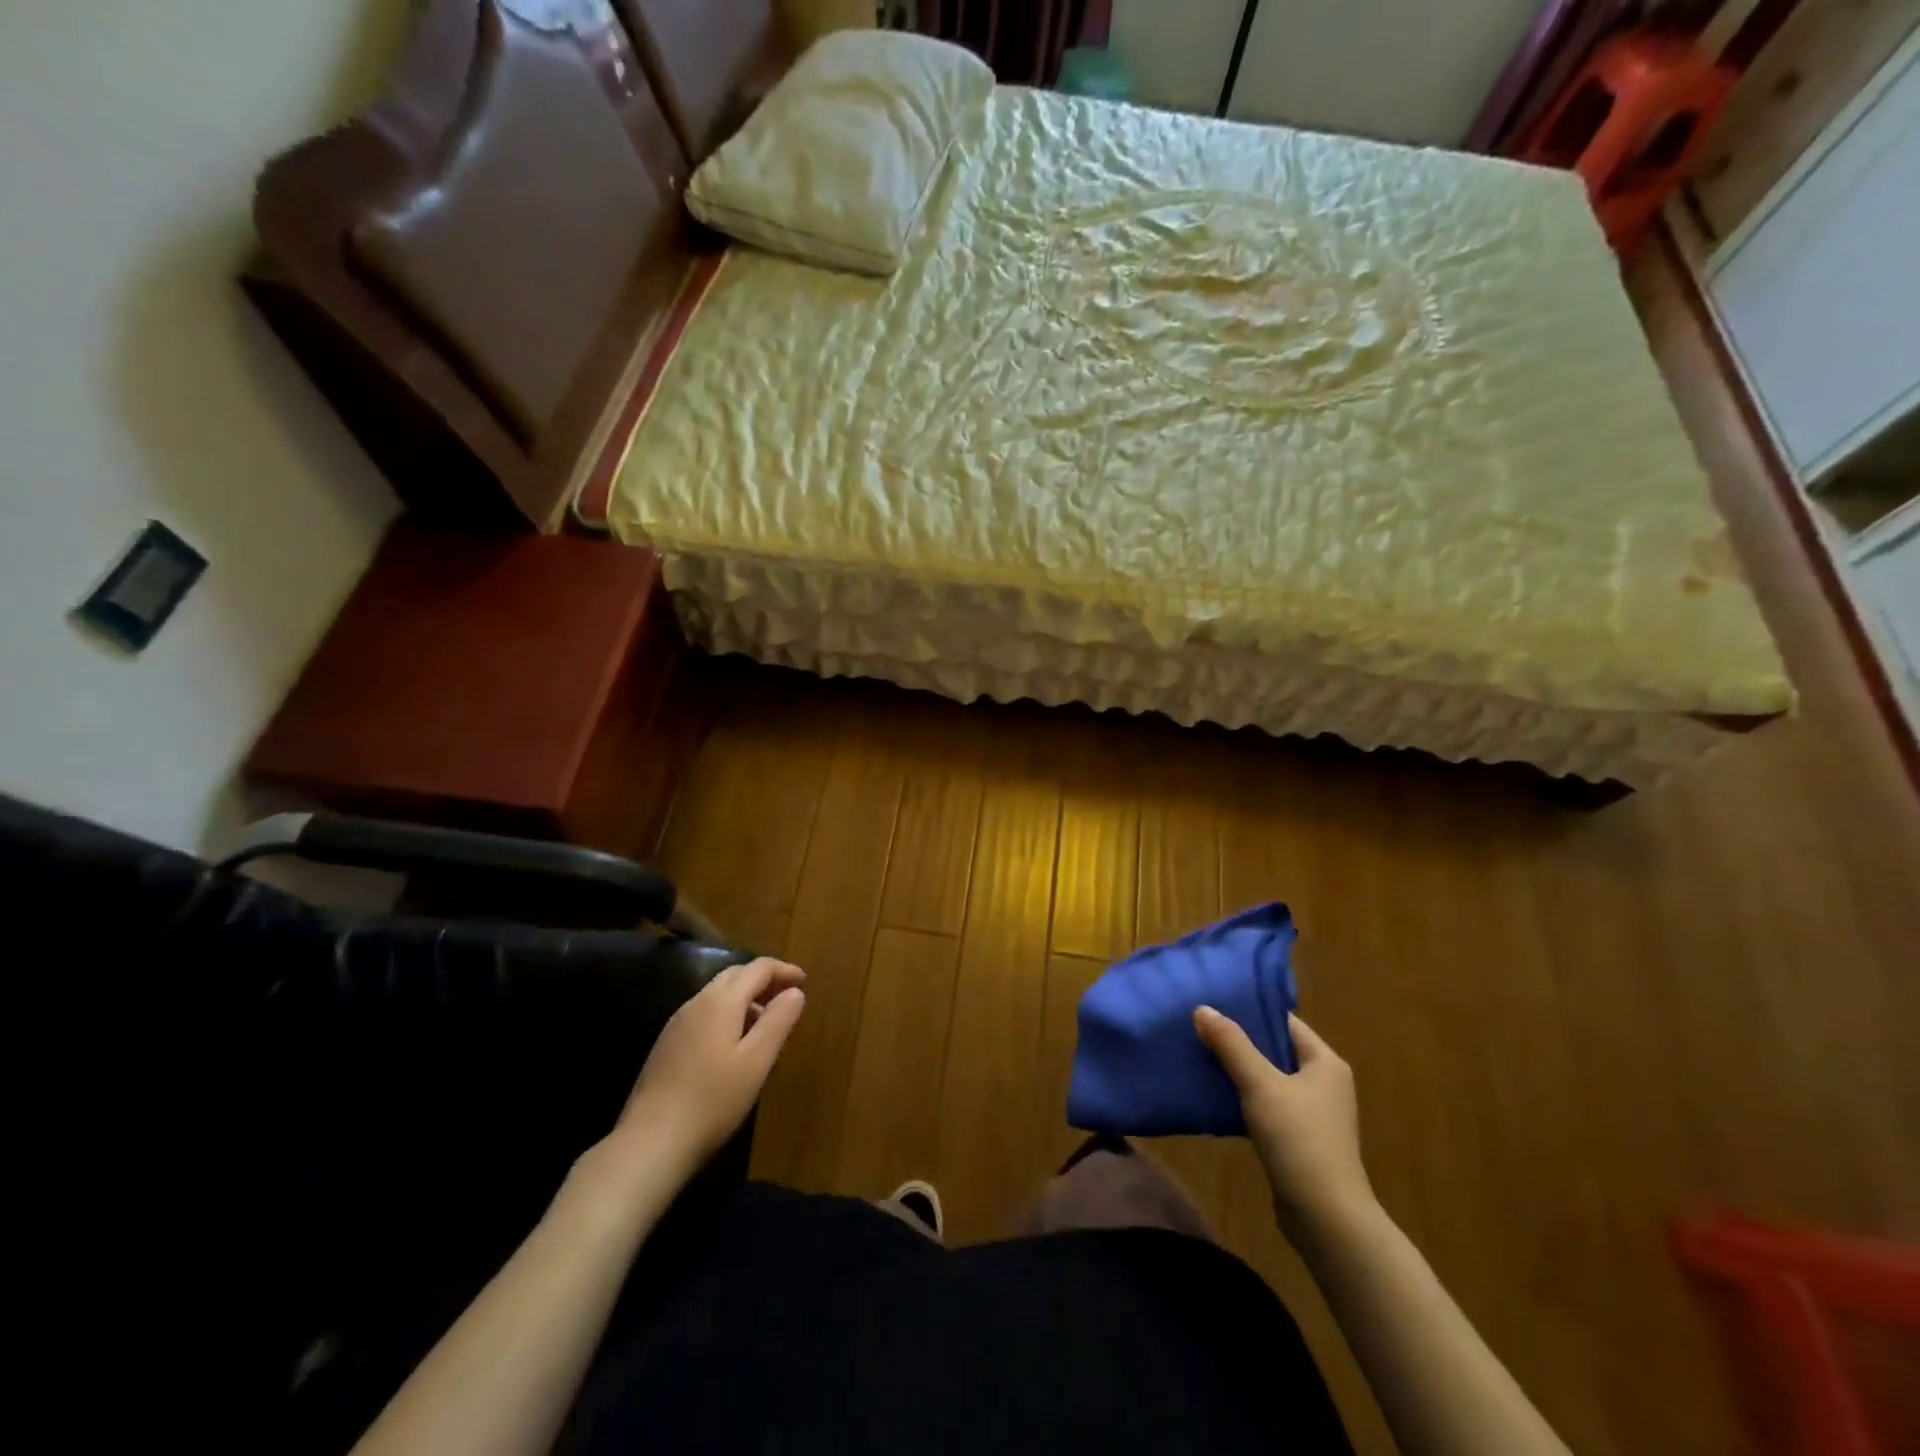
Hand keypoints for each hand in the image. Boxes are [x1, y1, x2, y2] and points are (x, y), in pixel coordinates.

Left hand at [605, 957, 805, 1181]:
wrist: (650, 1142)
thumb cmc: (713, 1100)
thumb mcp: (757, 1061)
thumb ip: (778, 1021)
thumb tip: (794, 991)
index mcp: (721, 1001)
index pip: (758, 968)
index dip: (784, 970)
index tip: (805, 982)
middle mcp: (696, 1003)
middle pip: (735, 975)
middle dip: (763, 979)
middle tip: (787, 998)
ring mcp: (677, 1024)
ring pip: (717, 994)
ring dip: (745, 997)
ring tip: (765, 1023)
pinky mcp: (666, 1045)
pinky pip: (704, 1013)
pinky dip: (727, 1014)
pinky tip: (733, 1044)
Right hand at [1194, 1007, 1374, 1241]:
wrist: (1326, 1218)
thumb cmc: (1299, 1139)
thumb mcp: (1260, 1084)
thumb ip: (1231, 1045)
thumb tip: (1202, 1008)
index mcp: (1325, 1063)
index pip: (1285, 1023)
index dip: (1251, 1011)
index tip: (1215, 1003)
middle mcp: (1324, 1083)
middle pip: (1275, 1050)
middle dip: (1239, 1041)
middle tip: (1200, 1027)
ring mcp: (1313, 1114)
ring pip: (1269, 1079)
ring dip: (1239, 1071)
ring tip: (1200, 1056)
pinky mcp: (1300, 1140)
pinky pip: (1267, 1106)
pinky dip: (1244, 1099)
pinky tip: (1215, 1096)